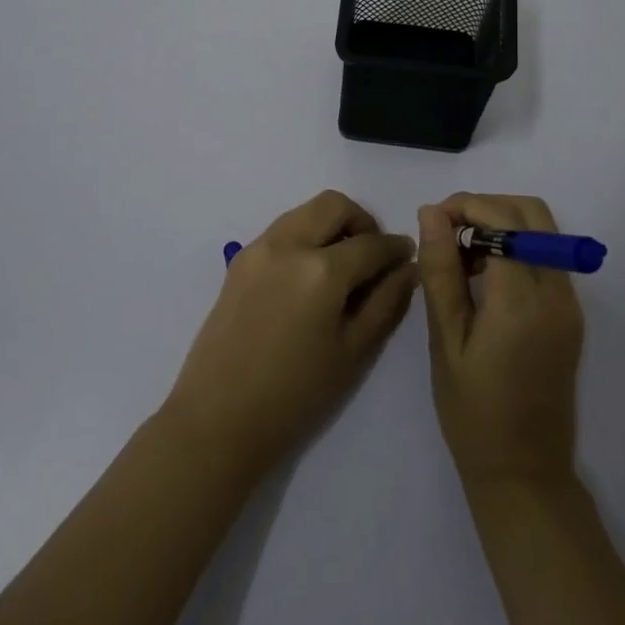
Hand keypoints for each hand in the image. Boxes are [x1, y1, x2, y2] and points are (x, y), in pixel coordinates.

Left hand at [164, 190, 416, 478]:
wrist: (217, 419)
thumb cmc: (295, 396)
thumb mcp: (353, 353)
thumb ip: (385, 303)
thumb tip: (407, 268)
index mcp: (321, 270)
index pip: (371, 243)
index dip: (395, 249)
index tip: (407, 257)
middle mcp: (288, 244)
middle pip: (334, 206)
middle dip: (362, 222)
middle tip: (374, 255)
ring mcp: (258, 248)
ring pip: (305, 212)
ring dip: (331, 225)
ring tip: (343, 266)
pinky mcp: (239, 261)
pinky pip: (282, 230)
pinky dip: (304, 237)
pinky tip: (310, 277)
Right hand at [416, 193, 583, 492]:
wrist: (525, 473)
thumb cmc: (473, 413)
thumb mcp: (446, 341)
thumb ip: (441, 272)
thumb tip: (431, 213)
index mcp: (523, 301)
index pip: (501, 221)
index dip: (464, 206)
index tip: (432, 220)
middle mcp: (556, 292)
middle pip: (531, 212)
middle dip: (487, 205)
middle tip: (447, 228)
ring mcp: (570, 303)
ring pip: (543, 230)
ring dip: (502, 224)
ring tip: (461, 254)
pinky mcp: (571, 315)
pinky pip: (547, 257)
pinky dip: (517, 247)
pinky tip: (484, 276)